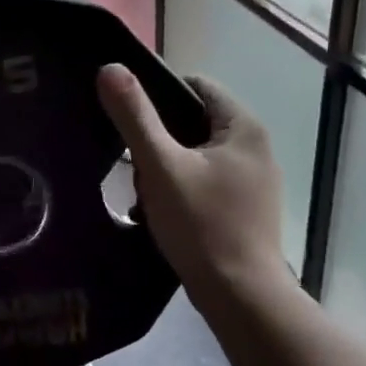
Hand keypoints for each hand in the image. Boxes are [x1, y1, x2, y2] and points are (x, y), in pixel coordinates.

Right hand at [96, 64, 290, 305]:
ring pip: (196, 156)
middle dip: (159, 140)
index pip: (197, 86)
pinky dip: (181, 190)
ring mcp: (254, 182)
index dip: (158, 95)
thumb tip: (110, 68)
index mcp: (243, 128)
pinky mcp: (247, 210)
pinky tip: (162, 214)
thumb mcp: (160, 166)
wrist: (240, 296)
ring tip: (144, 195)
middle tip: (133, 166)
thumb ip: (135, 117)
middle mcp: (256, 148)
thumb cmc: (201, 224)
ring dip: (166, 169)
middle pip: (194, 123)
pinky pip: (205, 183)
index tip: (128, 121)